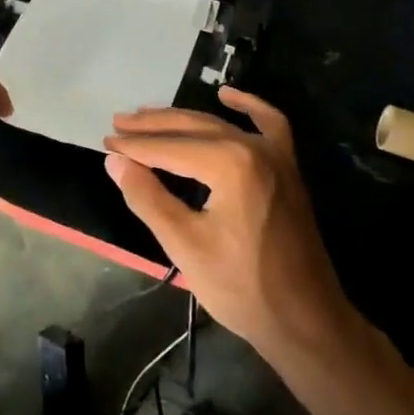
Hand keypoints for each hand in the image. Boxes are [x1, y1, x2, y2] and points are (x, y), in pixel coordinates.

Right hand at [104, 87, 352, 365]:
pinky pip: (268, 123)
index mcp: (229, 163)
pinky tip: (227, 95)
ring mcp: (275, 154)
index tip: (106, 143)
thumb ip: (148, 197)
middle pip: (192, 127)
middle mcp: (253, 146)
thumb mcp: (185, 245)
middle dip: (153, 126)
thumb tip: (115, 161)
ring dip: (183, 119)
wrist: (306, 320)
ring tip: (148, 116)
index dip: (135, 146)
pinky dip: (247, 106)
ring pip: (220, 124)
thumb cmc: (242, 287)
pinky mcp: (287, 167)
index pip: (169, 148)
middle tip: (118, 124)